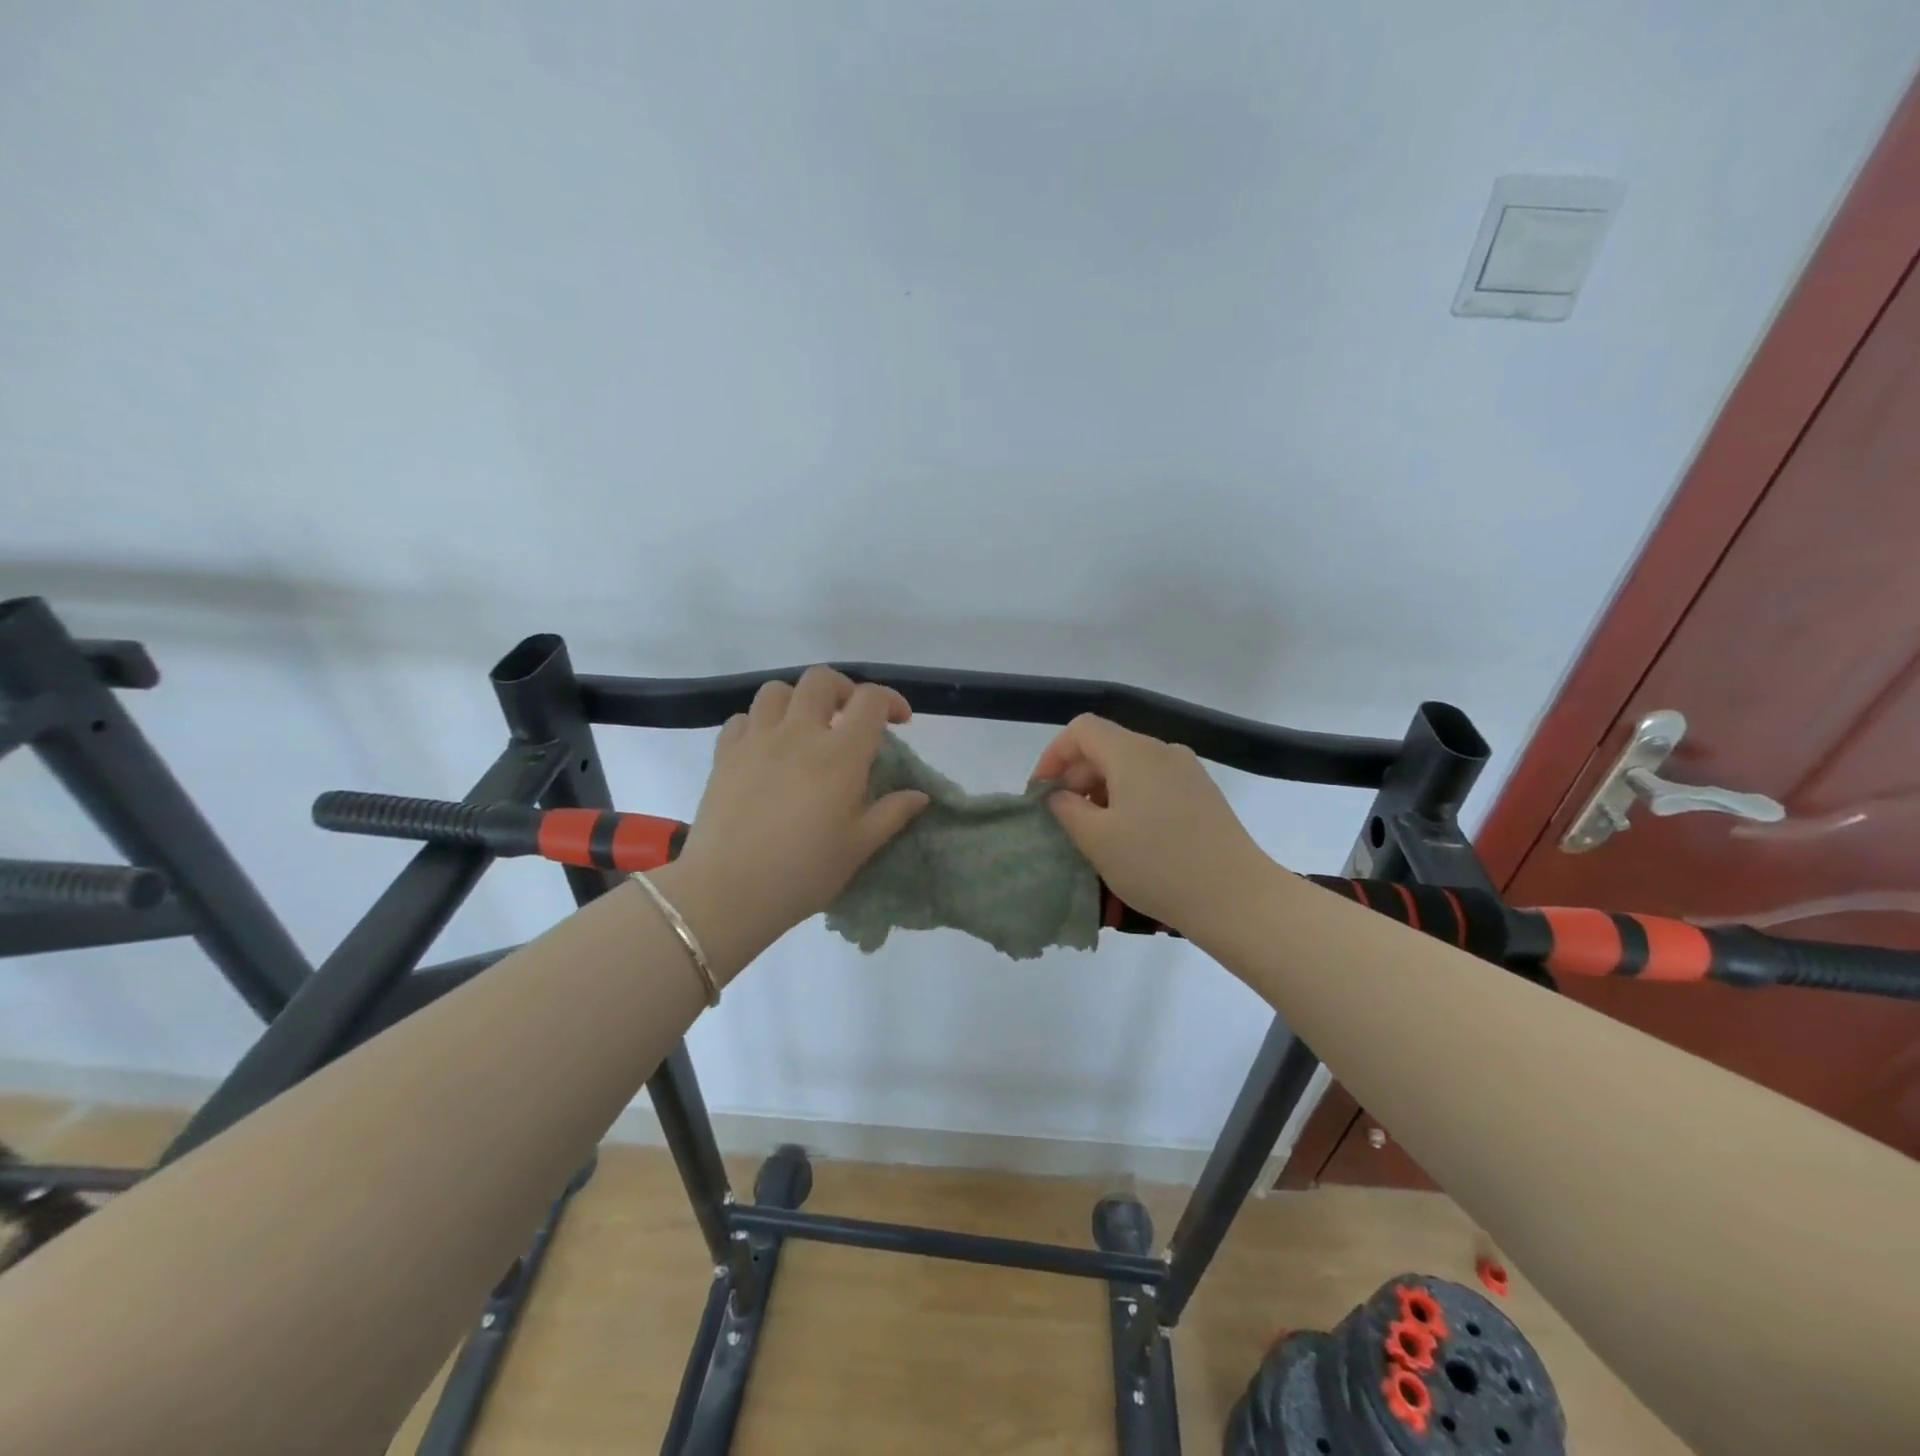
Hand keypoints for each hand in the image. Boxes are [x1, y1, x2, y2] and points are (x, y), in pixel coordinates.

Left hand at [671, 667, 929, 967]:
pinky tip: (765, 749)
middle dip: (843, 690)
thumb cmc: (804, 871)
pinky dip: (759, 723)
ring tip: (804, 729)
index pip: (869, 701)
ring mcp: (757, 740)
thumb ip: (892, 814)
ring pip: (776, 691)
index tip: (899, 721)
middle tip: (849, 718)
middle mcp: (798, 733)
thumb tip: (919, 795)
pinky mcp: (724, 754)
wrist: (729, 891)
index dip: (890, 700)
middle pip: (821, 680)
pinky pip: (742, 719)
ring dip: (797, 701)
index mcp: (840, 754)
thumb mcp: (859, 847)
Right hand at [1035, 714, 1273, 935]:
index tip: (1041, 793)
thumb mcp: (1097, 840)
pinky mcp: (1203, 794)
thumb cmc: (1158, 865)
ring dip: (1102, 791)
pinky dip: (1130, 799)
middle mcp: (1162, 751)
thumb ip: (1066, 809)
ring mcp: (1188, 771)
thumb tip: (1058, 795)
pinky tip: (1130, 837)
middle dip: (1076, 777)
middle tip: (1063, 820)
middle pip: (1107, 746)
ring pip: (1130, 767)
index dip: (1053, 755)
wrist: (1237, 898)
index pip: (1082, 730)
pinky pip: (1154, 783)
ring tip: (1095, 833)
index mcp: (1133, 752)